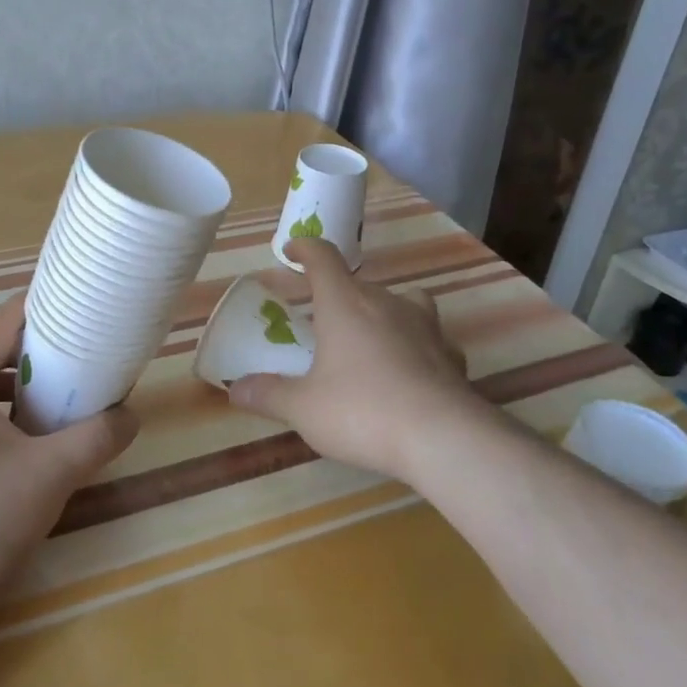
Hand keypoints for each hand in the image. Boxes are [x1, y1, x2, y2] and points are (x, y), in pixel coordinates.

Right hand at [230, 238, 474, 483]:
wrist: (443, 437)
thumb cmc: (362, 410)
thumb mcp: (304, 408)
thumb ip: (269, 395)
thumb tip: (235, 389)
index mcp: (345, 303)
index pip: (323, 257)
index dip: (305, 249)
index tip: (292, 251)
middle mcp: (386, 303)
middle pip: (358, 284)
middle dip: (337, 294)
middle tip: (319, 318)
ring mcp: (425, 326)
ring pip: (402, 302)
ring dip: (382, 313)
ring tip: (369, 338)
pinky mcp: (451, 354)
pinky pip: (429, 339)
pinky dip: (415, 346)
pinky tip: (408, 372)